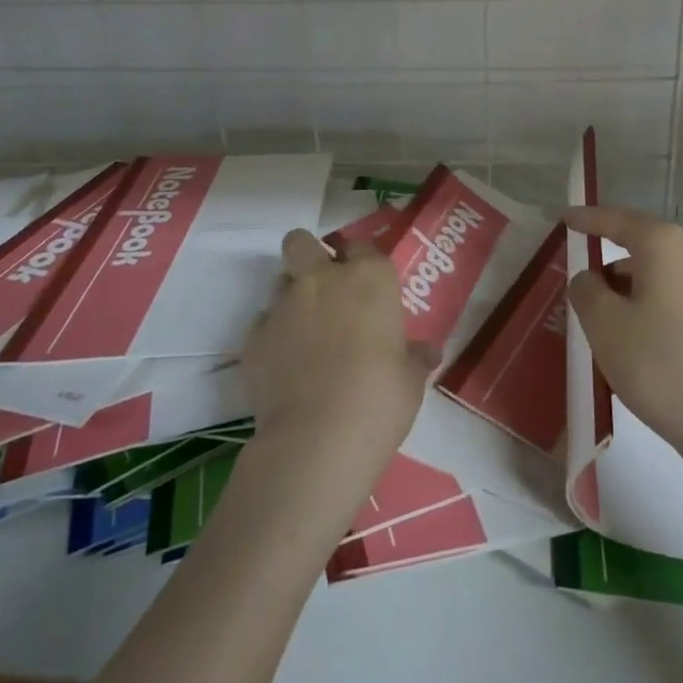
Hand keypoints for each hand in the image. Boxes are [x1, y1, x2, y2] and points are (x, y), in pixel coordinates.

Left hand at [244, 230, 434, 468]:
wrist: (317, 440)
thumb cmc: (380, 400)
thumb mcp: (410, 379)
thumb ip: (415, 357)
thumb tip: (428, 352)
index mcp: (369, 278)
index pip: (363, 247)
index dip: (362, 263)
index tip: (367, 287)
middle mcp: (323, 279)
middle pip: (302, 242)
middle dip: (308, 256)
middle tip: (323, 288)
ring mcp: (283, 306)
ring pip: (280, 280)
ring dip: (291, 298)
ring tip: (304, 333)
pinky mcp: (254, 338)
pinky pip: (262, 324)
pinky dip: (272, 336)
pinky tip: (285, 365)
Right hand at [565, 205, 682, 457]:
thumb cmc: (659, 364)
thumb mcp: (604, 324)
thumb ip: (586, 290)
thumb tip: (589, 279)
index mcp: (664, 247)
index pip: (618, 221)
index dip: (588, 218)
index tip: (565, 218)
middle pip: (642, 247)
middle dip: (609, 263)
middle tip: (581, 285)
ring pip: (659, 276)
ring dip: (629, 290)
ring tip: (605, 323)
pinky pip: (675, 298)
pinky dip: (650, 307)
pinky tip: (638, 340)